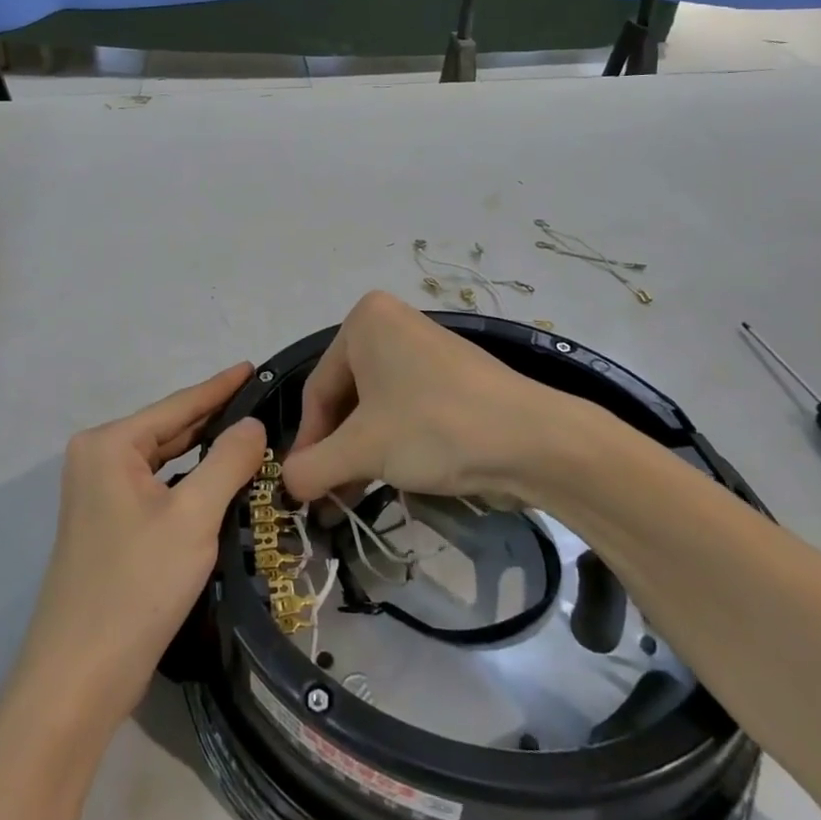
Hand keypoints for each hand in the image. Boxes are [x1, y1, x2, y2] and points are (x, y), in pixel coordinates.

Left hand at [15, 363, 265, 728]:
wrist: (78, 679)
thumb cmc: (136, 586)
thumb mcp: (193, 518)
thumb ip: (227, 462)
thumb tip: (252, 424)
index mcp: (109, 445)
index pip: (177, 405)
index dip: (220, 386)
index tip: (255, 366)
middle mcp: (97, 459)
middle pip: (169, 430)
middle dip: (215, 419)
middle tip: (265, 404)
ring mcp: (98, 494)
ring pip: (164, 461)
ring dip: (205, 452)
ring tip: (252, 437)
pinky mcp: (107, 526)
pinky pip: (157, 487)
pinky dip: (189, 481)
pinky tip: (220, 482)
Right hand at [281, 292, 618, 505]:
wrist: (534, 439)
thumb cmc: (434, 428)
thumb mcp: (363, 449)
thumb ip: (313, 467)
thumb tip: (286, 484)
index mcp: (364, 321)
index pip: (317, 389)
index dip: (307, 443)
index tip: (303, 488)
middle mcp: (391, 324)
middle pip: (345, 397)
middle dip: (336, 450)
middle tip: (328, 497)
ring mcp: (424, 349)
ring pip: (375, 407)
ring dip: (361, 453)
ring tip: (352, 498)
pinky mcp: (450, 376)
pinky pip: (405, 408)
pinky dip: (392, 443)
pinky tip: (390, 478)